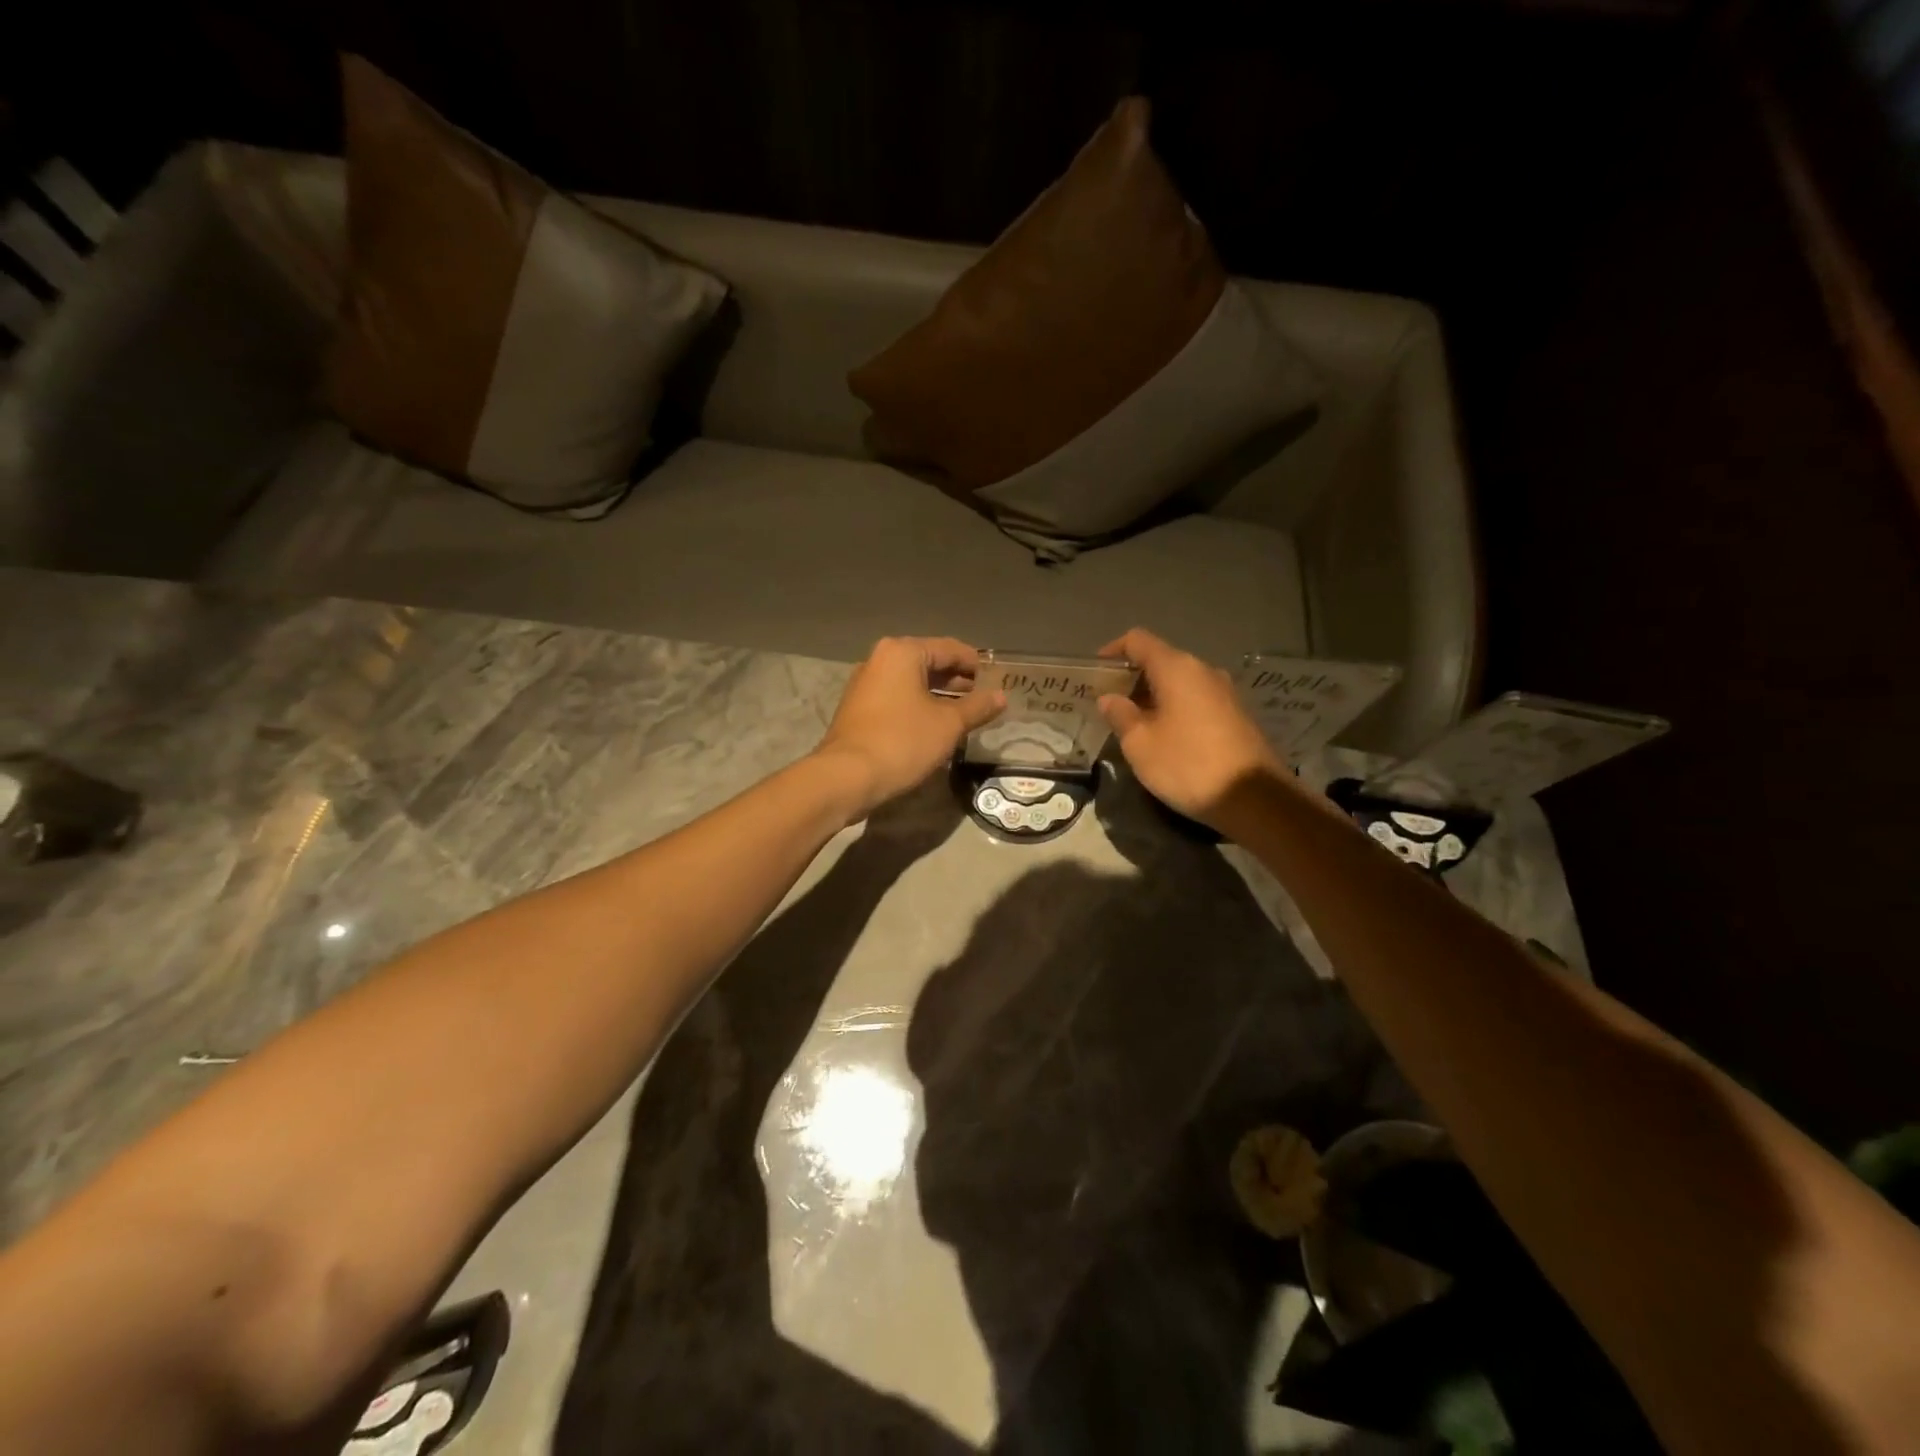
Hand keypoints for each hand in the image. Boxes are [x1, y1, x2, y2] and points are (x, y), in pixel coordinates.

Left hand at [815, 637, 1004, 820]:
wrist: (848, 777)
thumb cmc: (903, 741)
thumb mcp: (949, 724)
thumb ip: (977, 706)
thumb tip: (1001, 696)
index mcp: (903, 652)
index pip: (950, 648)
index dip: (976, 664)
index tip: (998, 680)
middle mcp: (880, 659)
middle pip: (929, 662)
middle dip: (957, 680)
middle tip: (984, 698)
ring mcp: (865, 683)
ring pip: (912, 682)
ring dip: (939, 695)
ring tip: (965, 714)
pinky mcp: (859, 708)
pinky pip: (897, 698)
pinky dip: (919, 706)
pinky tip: (936, 725)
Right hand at [1097, 628, 1282, 828]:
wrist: (1255, 799)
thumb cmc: (1187, 765)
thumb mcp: (1140, 743)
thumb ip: (1120, 715)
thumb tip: (1109, 698)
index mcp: (1177, 668)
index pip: (1138, 640)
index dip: (1112, 650)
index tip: (1094, 672)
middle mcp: (1204, 671)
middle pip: (1160, 660)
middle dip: (1131, 678)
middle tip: (1108, 703)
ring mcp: (1224, 693)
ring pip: (1179, 682)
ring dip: (1153, 696)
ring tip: (1132, 723)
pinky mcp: (1236, 715)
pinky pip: (1196, 700)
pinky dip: (1174, 709)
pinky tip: (1163, 736)